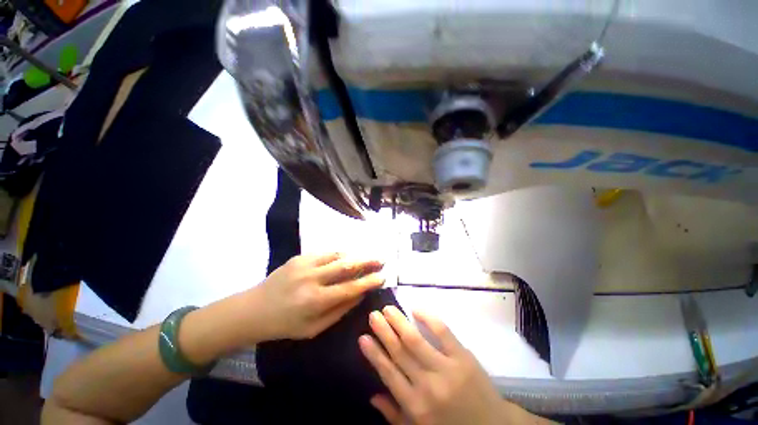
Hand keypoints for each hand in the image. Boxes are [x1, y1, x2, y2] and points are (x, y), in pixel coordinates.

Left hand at [254, 253, 384, 339]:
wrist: (253, 309)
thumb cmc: (285, 324)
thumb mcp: (314, 328)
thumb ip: (340, 310)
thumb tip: (361, 294)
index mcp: (315, 301)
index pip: (350, 288)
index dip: (369, 281)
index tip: (383, 276)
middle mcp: (311, 278)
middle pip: (347, 265)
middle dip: (367, 261)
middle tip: (381, 260)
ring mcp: (304, 264)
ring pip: (337, 255)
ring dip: (355, 256)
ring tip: (366, 258)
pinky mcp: (299, 257)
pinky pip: (325, 253)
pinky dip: (339, 255)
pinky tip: (346, 258)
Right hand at [360, 307, 542, 424]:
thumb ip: (395, 414)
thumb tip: (372, 395)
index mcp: (415, 406)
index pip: (388, 373)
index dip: (374, 353)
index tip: (363, 337)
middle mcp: (427, 385)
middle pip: (400, 352)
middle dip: (384, 331)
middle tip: (374, 315)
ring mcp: (447, 369)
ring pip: (415, 340)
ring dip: (399, 322)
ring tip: (388, 309)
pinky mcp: (463, 357)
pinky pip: (443, 332)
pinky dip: (429, 318)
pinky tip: (417, 309)